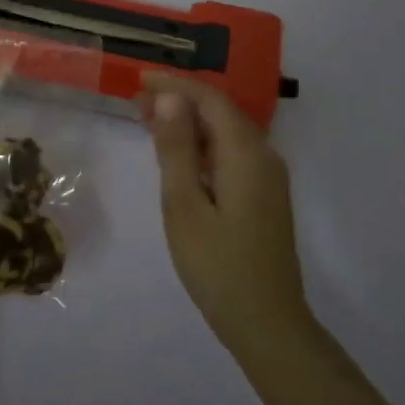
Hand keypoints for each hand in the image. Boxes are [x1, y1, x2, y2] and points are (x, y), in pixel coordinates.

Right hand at [137, 75, 311, 360]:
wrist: (267, 324)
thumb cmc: (218, 265)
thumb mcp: (185, 205)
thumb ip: (177, 149)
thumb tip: (171, 98)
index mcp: (246, 154)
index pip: (210, 100)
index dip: (175, 84)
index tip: (139, 80)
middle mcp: (264, 157)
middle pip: (220, 112)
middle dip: (180, 100)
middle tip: (137, 102)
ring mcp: (268, 178)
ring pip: (225, 133)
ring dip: (189, 123)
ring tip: (150, 122)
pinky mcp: (264, 196)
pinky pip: (231, 154)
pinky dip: (202, 145)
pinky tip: (179, 156)